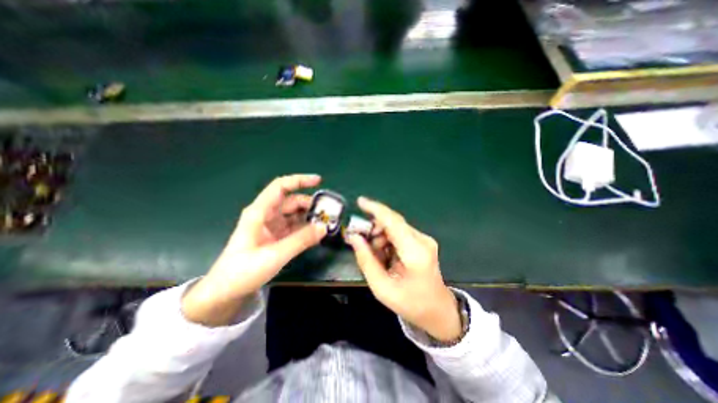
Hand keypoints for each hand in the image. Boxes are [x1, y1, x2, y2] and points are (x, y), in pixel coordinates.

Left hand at [181, 174, 327, 325]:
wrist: (226, 292)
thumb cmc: (243, 271)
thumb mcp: (274, 255)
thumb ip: (301, 240)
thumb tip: (324, 227)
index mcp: (259, 212)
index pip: (280, 187)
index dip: (299, 181)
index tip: (319, 181)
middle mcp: (266, 215)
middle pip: (291, 201)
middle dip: (310, 204)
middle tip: (328, 214)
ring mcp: (272, 226)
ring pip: (294, 214)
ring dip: (309, 217)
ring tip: (325, 224)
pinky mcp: (276, 236)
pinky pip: (294, 227)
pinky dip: (306, 228)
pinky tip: (316, 234)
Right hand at [346, 198, 459, 341]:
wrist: (438, 310)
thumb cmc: (410, 304)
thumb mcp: (382, 288)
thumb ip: (366, 261)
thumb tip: (354, 237)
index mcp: (415, 253)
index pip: (393, 222)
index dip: (376, 209)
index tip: (360, 202)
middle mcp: (422, 241)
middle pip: (393, 223)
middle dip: (374, 229)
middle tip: (363, 244)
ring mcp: (425, 240)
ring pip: (395, 227)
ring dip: (381, 236)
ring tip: (377, 257)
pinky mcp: (423, 241)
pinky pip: (400, 233)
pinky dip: (388, 240)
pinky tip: (386, 255)